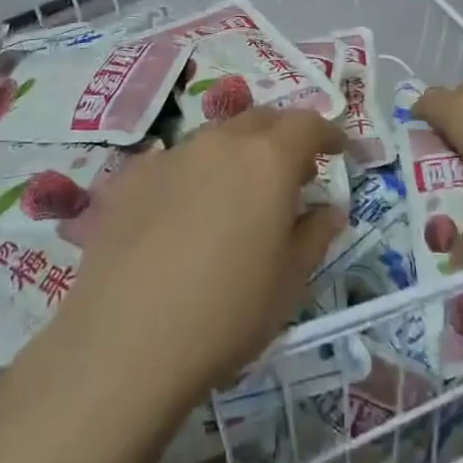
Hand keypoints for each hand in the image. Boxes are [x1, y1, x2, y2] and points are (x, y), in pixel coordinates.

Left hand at [49, 108, 346, 422]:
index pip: (307, 124)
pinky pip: (173, 162)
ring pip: (215, 139)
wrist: (125, 341)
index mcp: (267, 159)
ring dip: (236, 155)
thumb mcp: (289, 282)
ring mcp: (170, 155)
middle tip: (292, 172)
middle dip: (282, 138)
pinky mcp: (130, 178)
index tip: (337, 151)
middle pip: (260, 120)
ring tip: (237, 195)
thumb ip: (315, 234)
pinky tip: (183, 214)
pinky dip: (193, 175)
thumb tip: (329, 208)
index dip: (327, 134)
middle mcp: (219, 142)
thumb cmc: (227, 313)